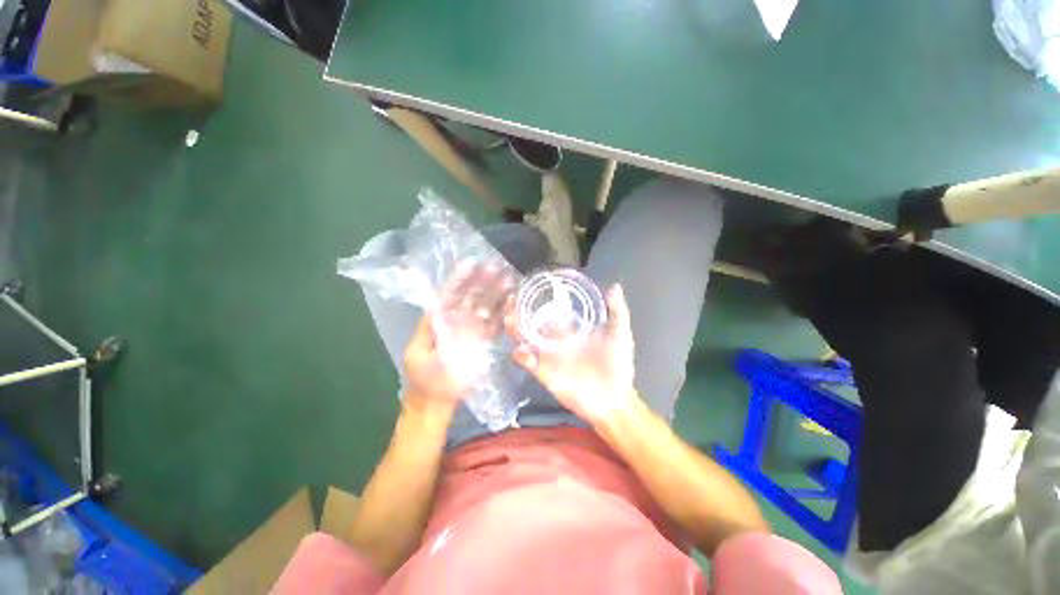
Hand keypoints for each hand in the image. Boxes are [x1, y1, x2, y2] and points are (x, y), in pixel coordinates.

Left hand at [403, 263, 514, 410]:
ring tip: (508, 280)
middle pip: (470, 297)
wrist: (435, 404)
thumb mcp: (421, 355)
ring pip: (484, 307)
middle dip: (482, 282)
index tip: (472, 264)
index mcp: (437, 320)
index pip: (449, 294)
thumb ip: (434, 332)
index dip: (460, 279)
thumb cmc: (425, 381)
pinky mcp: (481, 341)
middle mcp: (455, 321)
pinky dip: (502, 313)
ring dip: (495, 294)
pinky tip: (511, 303)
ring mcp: (470, 331)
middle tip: (497, 268)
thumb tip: (449, 310)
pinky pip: (493, 323)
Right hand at [507, 284, 637, 423]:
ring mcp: (548, 357)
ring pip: (524, 340)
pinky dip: (521, 356)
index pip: (547, 312)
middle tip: (511, 302)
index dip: (536, 301)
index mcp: (569, 331)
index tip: (527, 289)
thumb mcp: (620, 334)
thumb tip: (614, 286)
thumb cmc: (618, 364)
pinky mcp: (545, 373)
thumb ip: (618, 312)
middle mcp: (555, 341)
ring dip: (514, 330)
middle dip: (518, 312)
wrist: (615, 398)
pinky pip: (528, 363)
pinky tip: (522, 350)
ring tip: (511, 320)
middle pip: (530, 324)